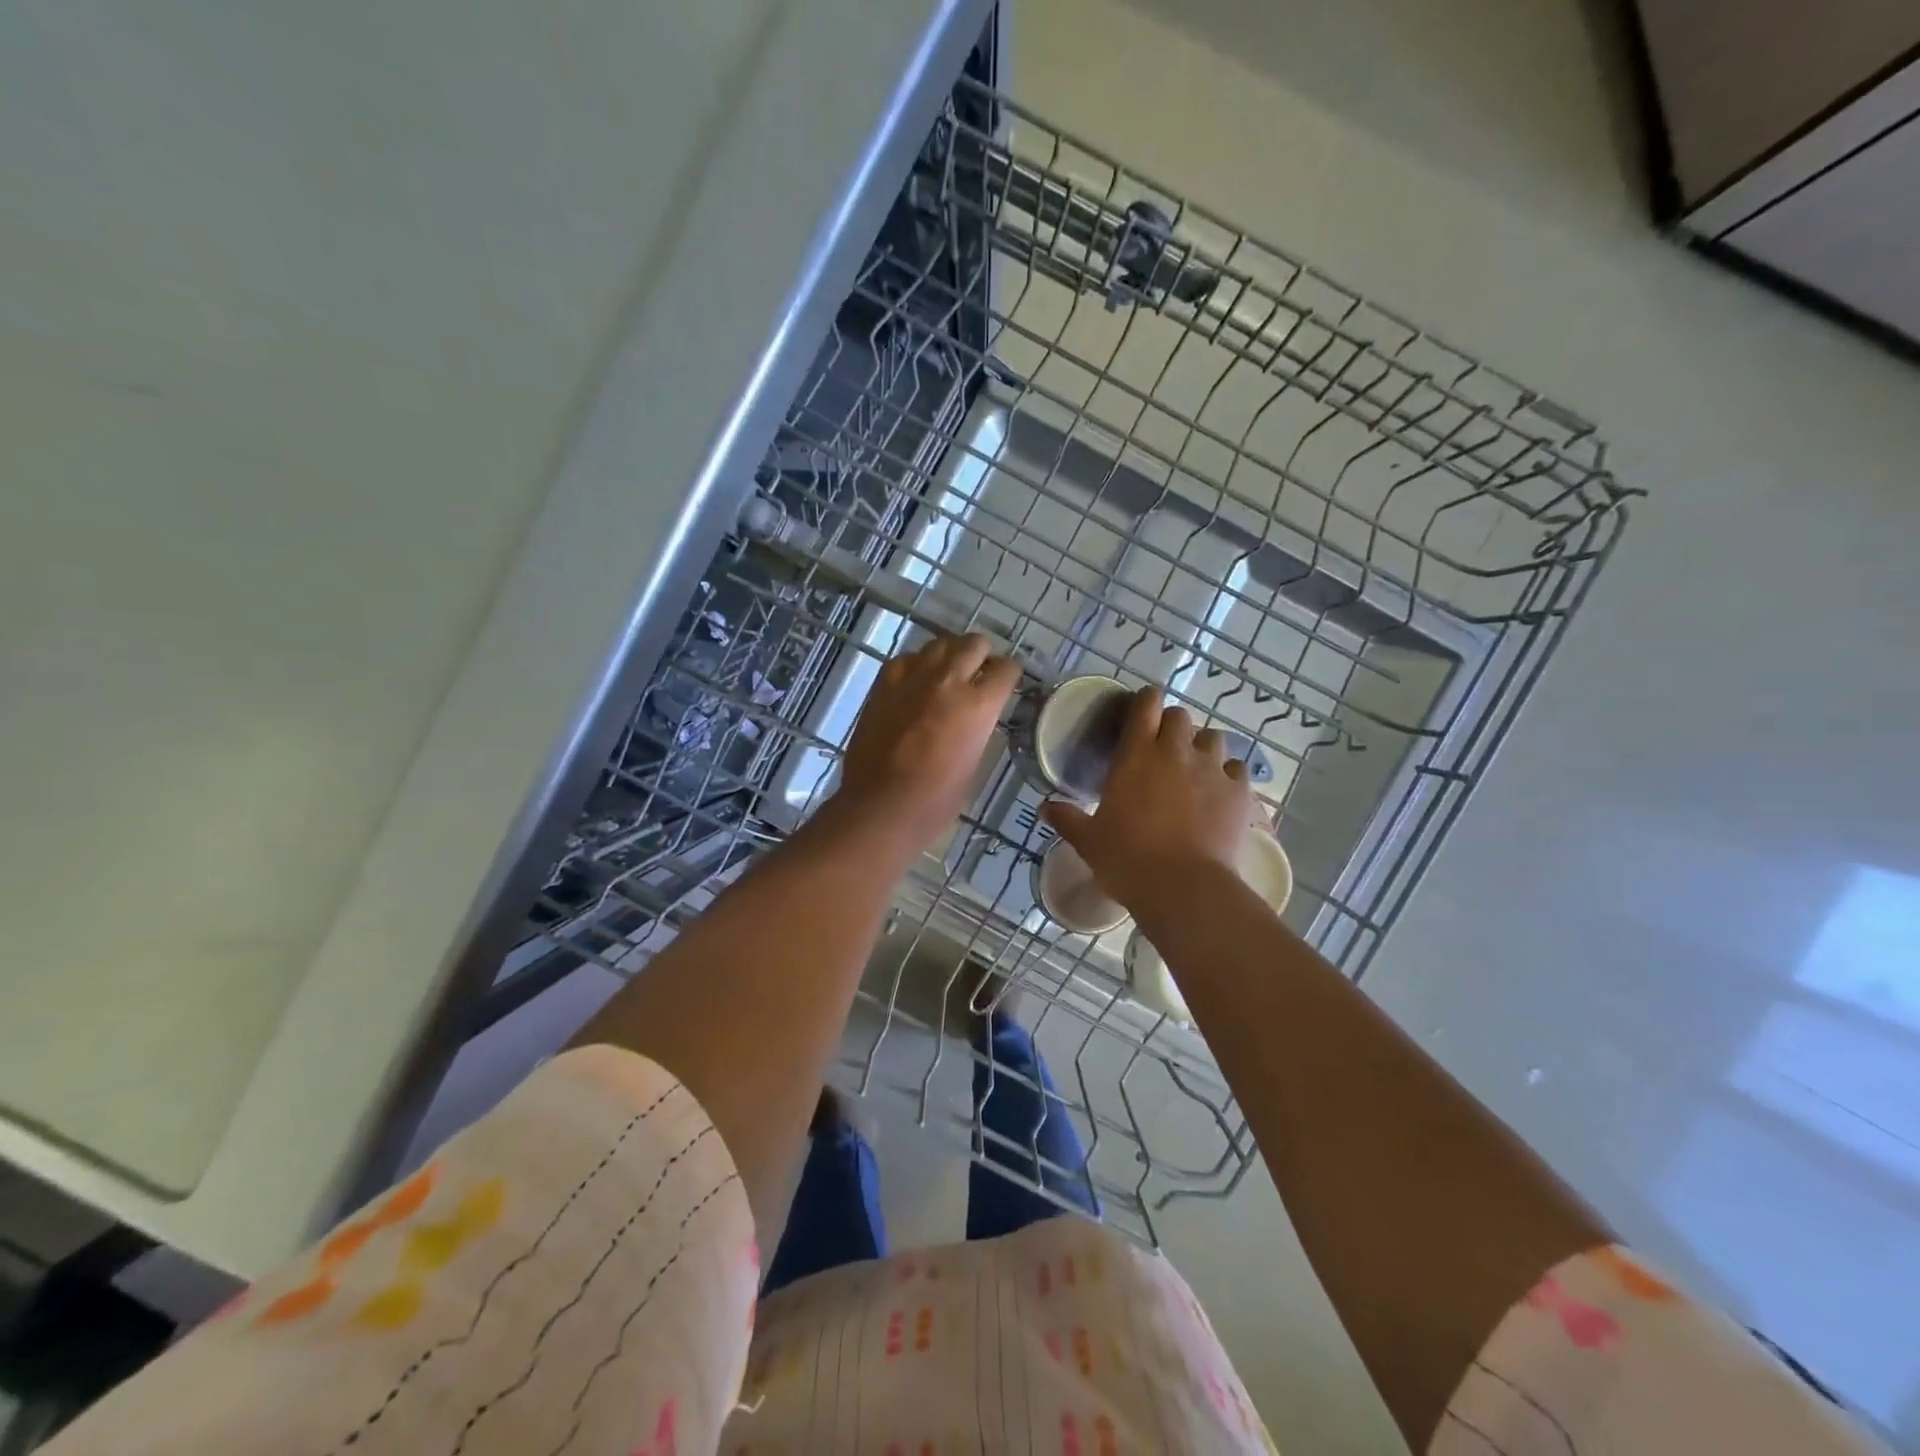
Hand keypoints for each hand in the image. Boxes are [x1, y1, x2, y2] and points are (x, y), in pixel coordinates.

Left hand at [836, 634, 1021, 853]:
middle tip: (979, 675)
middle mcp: (949, 680)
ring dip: (950, 655)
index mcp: (979, 705)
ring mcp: (913, 677)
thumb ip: (979, 728)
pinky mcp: (884, 683)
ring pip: (940, 643)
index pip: (1006, 669)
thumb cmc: (936, 800)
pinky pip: (908, 658)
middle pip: (974, 644)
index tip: (1007, 682)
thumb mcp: (974, 762)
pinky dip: (917, 665)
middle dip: (982, 656)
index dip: (1010, 675)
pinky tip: (916, 684)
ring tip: (948, 675)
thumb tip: (976, 716)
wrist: (881, 806)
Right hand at [1041, 686, 1251, 910]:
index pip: (1146, 705)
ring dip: (1202, 747)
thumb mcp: (1089, 841)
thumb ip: (1068, 819)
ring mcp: (1212, 769)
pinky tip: (1220, 793)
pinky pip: (1237, 769)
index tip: (1141, 711)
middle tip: (1163, 749)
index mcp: (1136, 755)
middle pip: (1181, 716)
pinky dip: (1228, 775)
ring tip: (1195, 769)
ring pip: (1213, 737)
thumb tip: (1045, 807)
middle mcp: (1176, 752)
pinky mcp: (1238, 792)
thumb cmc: (1127, 860)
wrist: (1184, 888)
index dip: (1145, 701)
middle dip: (1173, 726)